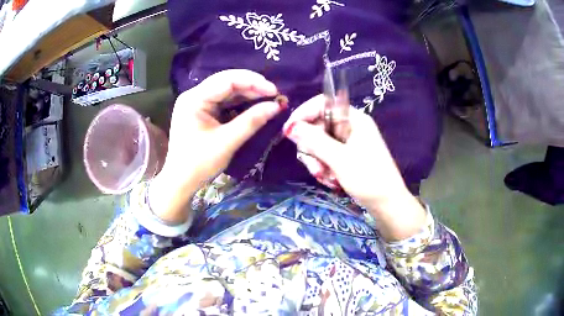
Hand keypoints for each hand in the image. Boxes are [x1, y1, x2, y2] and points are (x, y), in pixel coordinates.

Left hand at [150, 70, 284, 223]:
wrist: (181, 181)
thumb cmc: (199, 164)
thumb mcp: (227, 142)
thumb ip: (252, 121)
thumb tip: (277, 106)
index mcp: (194, 99)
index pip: (227, 80)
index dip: (253, 82)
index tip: (275, 91)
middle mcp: (194, 95)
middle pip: (226, 82)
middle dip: (252, 87)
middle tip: (275, 95)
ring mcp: (197, 103)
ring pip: (226, 91)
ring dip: (248, 94)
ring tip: (269, 99)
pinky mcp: (201, 112)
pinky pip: (223, 102)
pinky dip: (240, 103)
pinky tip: (254, 105)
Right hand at [283, 95, 425, 239]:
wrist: (388, 204)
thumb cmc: (368, 179)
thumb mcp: (339, 159)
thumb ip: (314, 141)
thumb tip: (291, 127)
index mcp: (354, 119)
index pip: (322, 104)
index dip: (303, 114)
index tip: (289, 131)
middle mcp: (351, 127)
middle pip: (318, 126)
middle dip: (312, 148)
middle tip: (315, 167)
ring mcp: (350, 142)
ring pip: (320, 144)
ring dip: (318, 162)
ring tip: (326, 178)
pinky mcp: (348, 157)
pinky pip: (327, 156)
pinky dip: (325, 168)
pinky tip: (332, 181)